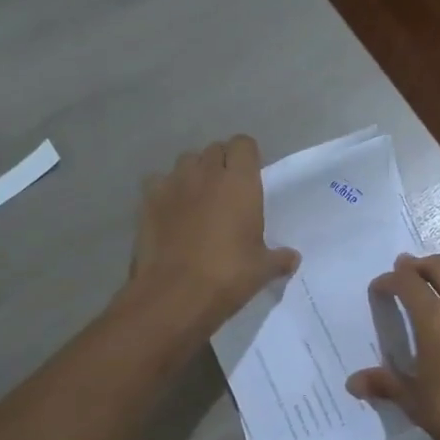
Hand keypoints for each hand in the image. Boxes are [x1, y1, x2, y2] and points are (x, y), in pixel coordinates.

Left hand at [129, 136, 299, 337]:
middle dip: (222, 163)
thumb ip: (279, 258)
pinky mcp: (148, 200)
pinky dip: (166, 190)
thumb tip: (292, 258)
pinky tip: (170, 211)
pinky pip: (158, 182)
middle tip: (227, 190)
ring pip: (185, 162)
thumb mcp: (262, 269)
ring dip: (194, 173)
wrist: (175, 294)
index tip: (251, 176)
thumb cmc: (228, 276)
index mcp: (239, 183)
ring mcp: (173, 184)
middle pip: (214, 150)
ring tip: (198, 197)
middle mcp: (206, 174)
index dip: (248, 156)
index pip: (244, 144)